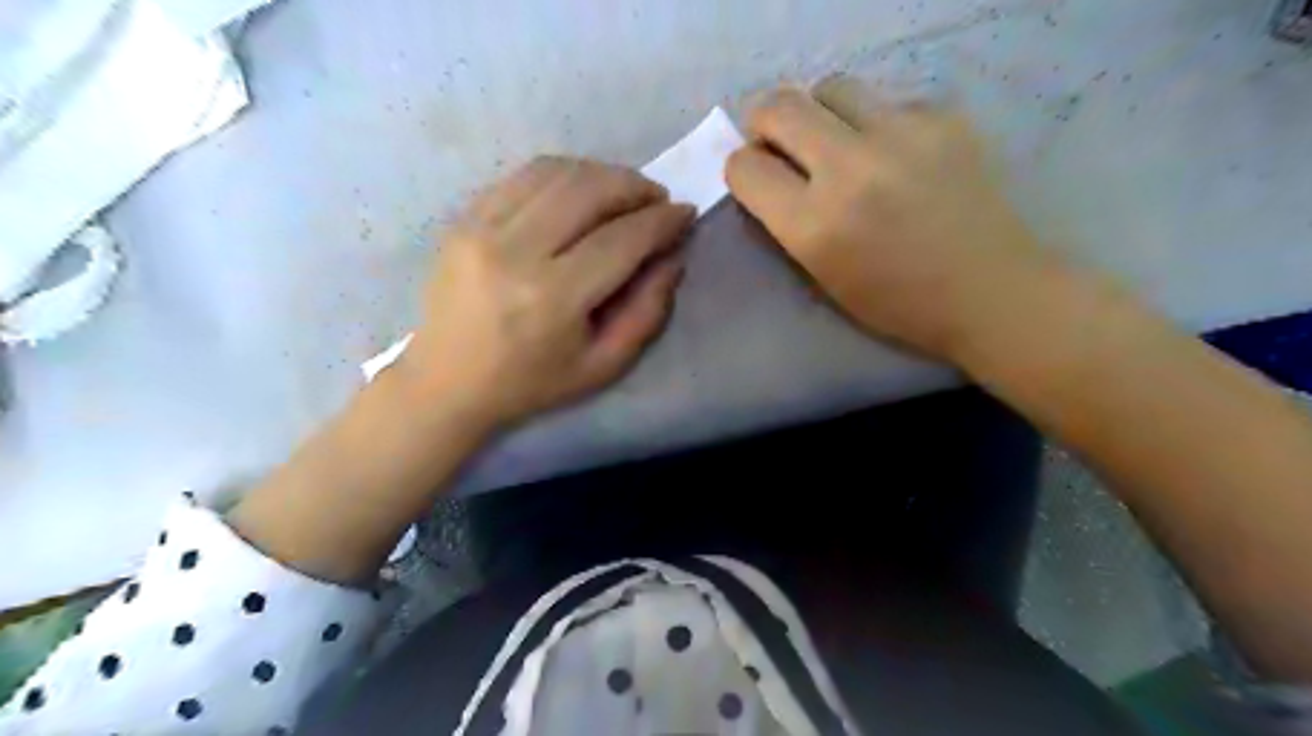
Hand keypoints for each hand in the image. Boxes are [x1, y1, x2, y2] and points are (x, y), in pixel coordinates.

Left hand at [403, 158, 695, 426]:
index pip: (620, 240)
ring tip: (623, 192)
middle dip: (634, 186)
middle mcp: (514, 252)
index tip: (684, 213)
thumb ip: (647, 311)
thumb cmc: (531, 382)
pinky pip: (523, 176)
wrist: (447, 382)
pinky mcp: (463, 218)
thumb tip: (672, 256)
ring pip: (555, 173)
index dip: (660, 221)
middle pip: (588, 190)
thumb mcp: (603, 365)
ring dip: (601, 173)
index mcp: (552, 298)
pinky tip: (580, 191)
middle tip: (657, 199)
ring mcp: (481, 228)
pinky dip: (562, 174)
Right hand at [728, 74, 1045, 358]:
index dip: (741, 169)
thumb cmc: (897, 302)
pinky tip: (898, 156)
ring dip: (820, 113)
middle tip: (780, 142)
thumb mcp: (823, 275)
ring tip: (839, 143)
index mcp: (815, 224)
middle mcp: (850, 169)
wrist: (990, 292)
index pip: (745, 166)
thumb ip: (788, 221)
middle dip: (765, 122)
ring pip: (831, 87)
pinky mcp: (943, 118)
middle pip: (779, 106)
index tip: (756, 177)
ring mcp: (902, 134)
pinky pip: (887, 102)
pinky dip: (877, 125)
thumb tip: (768, 172)